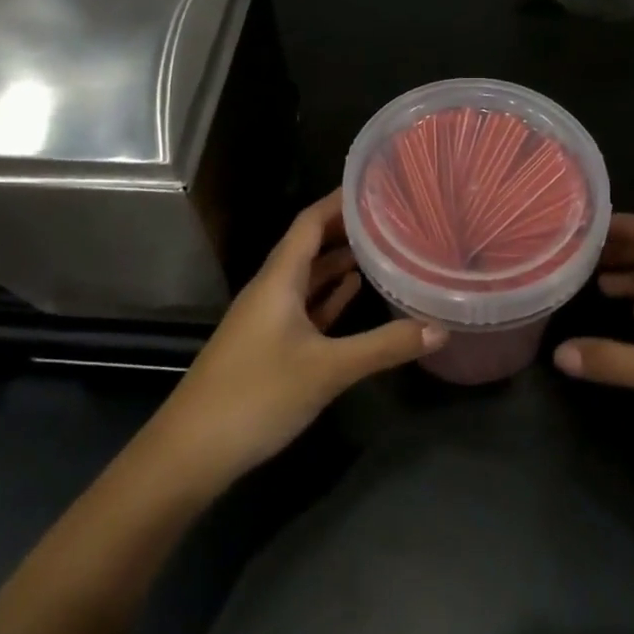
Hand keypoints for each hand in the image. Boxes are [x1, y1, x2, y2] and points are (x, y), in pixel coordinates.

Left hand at [146, 192, 443, 491]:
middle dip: (345, 227)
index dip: (340, 200)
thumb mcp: (327, 370)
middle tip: (389, 214)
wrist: (193, 450)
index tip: (375, 184)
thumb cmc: (257, 394)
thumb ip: (384, 346)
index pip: (310, 221)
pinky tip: (353, 292)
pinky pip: (303, 305)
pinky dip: (328, 295)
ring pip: (307, 276)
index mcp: (279, 278)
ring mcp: (267, 317)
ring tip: (380, 245)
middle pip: (309, 244)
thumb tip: (440, 328)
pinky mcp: (268, 345)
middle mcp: (271, 288)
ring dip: (338, 260)